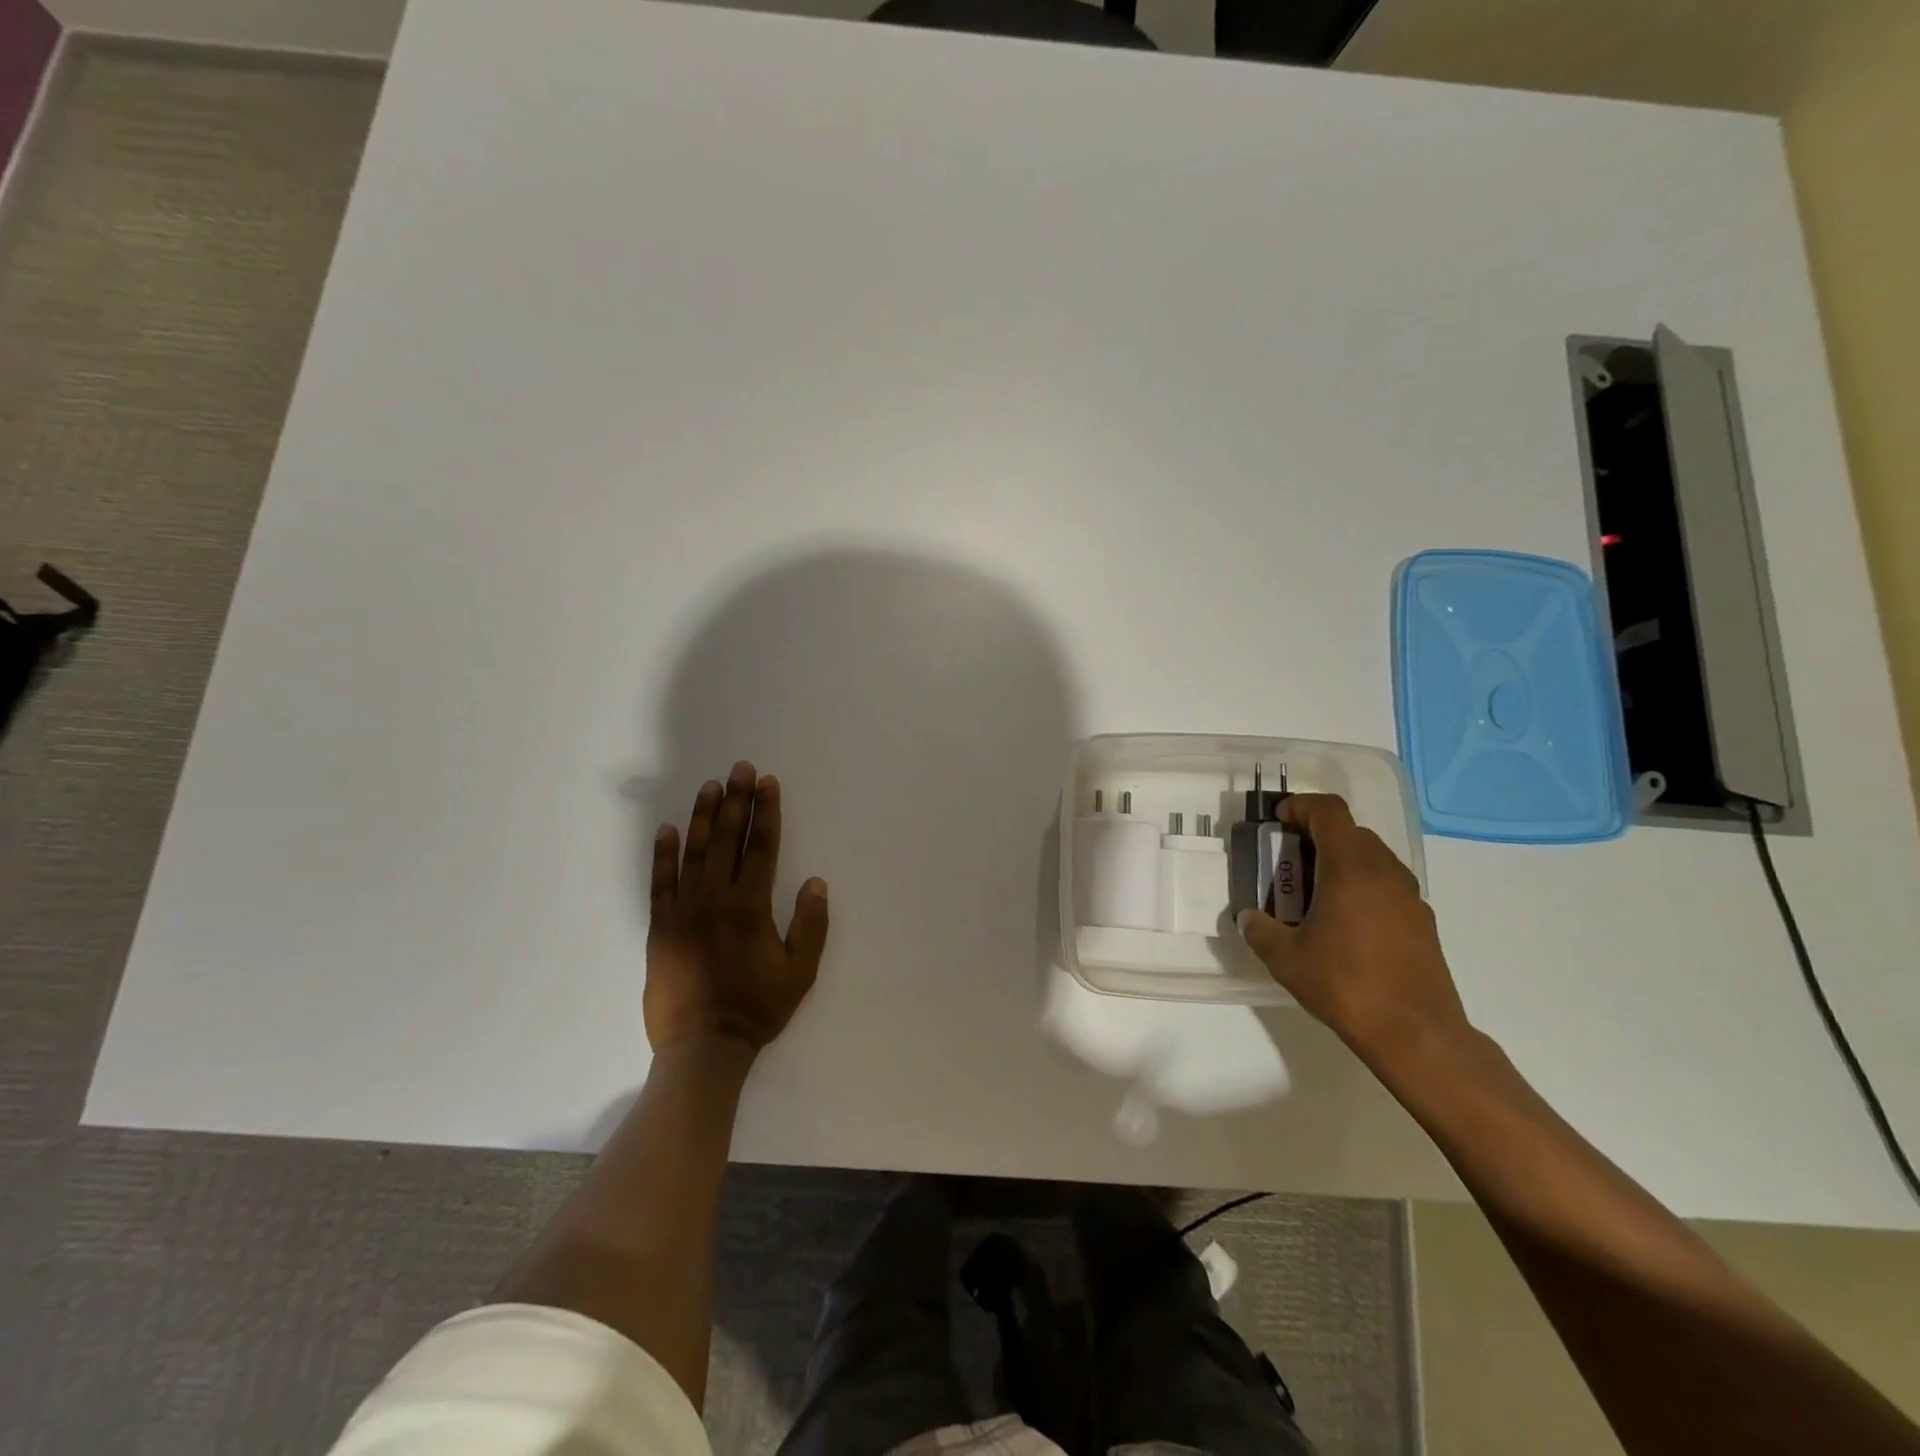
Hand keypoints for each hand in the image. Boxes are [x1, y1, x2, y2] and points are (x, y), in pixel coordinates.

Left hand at [646, 761, 829, 1053]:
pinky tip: (667, 830)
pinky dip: (663, 855)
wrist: (703, 1046)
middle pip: (728, 840)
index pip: (761, 848)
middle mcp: (716, 899)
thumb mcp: (800, 972)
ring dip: (704, 817)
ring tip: (710, 786)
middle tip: (740, 769)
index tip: (768, 784)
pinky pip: (660, 883)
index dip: (766, 813)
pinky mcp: (660, 927)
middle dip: (736, 801)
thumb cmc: (757, 1008)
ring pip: (694, 853)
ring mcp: (683, 911)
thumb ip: (811, 925)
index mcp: (751, 907)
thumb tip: (815, 882)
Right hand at [1237, 793, 1470, 1063]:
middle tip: (1285, 863)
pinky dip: (1359, 886)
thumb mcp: (1285, 958)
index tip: (1276, 822)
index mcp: (1351, 867)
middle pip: (1349, 832)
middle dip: (1314, 837)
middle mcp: (1385, 871)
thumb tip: (1250, 918)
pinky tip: (1341, 924)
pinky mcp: (1421, 921)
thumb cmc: (1345, 984)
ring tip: (1310, 895)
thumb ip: (1259, 929)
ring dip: (1337, 862)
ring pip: (1369, 858)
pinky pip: (1384, 885)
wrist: (1416, 1034)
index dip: (1300, 807)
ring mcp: (1409, 896)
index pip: (1328, 811)